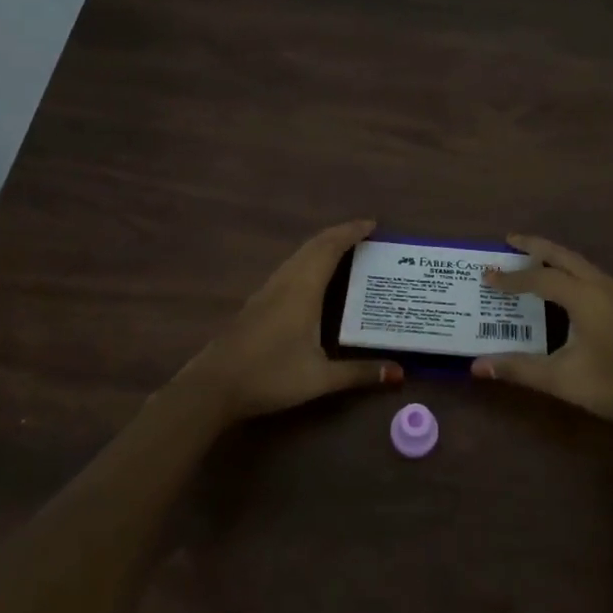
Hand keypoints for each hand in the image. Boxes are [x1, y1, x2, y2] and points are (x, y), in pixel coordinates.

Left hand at [168, 219, 402, 426]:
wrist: (213, 387)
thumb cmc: (270, 376)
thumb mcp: (320, 378)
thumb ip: (360, 373)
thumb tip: (399, 373)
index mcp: (302, 290)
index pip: (329, 248)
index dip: (351, 232)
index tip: (373, 225)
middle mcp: (285, 282)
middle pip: (313, 246)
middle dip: (339, 235)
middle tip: (365, 235)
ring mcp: (267, 291)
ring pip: (298, 256)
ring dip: (322, 247)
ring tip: (345, 252)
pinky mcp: (257, 303)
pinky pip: (289, 269)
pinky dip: (308, 261)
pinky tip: (313, 279)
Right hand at [471, 234, 612, 434]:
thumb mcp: (562, 379)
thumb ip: (519, 369)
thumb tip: (476, 366)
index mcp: (584, 297)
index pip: (539, 279)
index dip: (510, 278)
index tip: (486, 276)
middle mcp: (602, 286)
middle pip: (564, 256)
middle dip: (535, 247)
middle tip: (510, 240)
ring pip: (582, 265)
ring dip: (556, 258)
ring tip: (533, 260)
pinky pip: (594, 277)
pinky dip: (572, 272)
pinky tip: (567, 290)